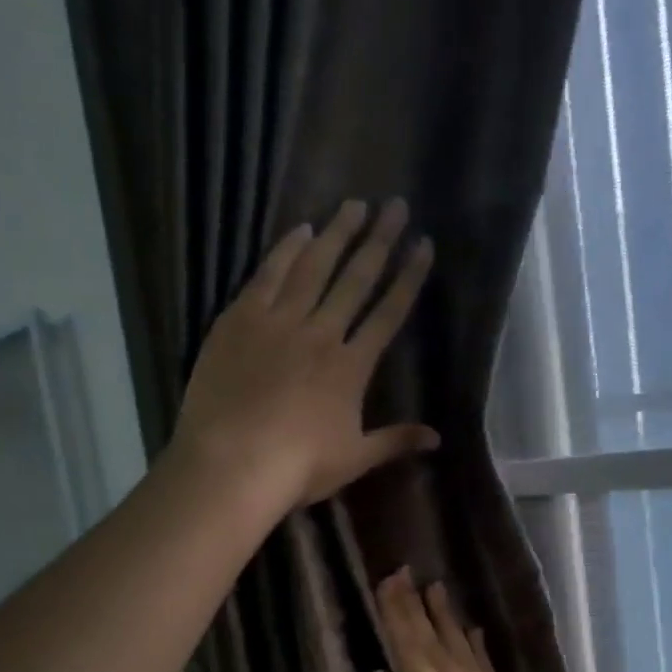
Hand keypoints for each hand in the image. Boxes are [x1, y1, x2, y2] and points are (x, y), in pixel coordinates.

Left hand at [173, 198, 437, 509]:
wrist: (232, 463)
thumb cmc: (298, 467)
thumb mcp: (354, 458)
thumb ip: (396, 441)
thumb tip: (438, 439)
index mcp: (351, 366)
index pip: (388, 313)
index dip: (409, 278)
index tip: (423, 244)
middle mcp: (320, 333)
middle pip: (355, 279)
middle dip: (379, 241)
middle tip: (394, 205)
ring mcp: (278, 322)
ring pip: (313, 267)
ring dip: (336, 234)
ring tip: (353, 204)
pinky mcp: (239, 320)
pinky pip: (267, 275)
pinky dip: (285, 250)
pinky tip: (300, 229)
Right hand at [370, 569, 578, 671]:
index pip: (412, 652)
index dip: (398, 616)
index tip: (387, 581)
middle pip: (437, 644)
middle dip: (418, 608)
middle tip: (404, 572)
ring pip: (465, 651)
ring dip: (448, 619)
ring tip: (436, 587)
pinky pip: (488, 671)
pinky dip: (478, 648)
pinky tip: (473, 632)